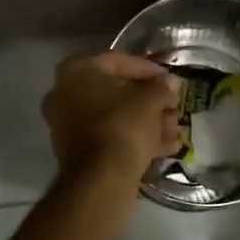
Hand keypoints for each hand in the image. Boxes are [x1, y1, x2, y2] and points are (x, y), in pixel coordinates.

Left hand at [43, 51, 182, 179]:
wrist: (100, 179)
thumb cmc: (123, 126)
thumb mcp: (150, 101)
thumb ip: (161, 87)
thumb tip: (169, 83)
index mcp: (77, 71)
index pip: (119, 61)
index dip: (149, 69)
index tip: (170, 79)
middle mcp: (65, 93)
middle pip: (116, 91)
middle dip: (149, 100)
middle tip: (173, 106)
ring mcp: (68, 123)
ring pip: (114, 116)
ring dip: (146, 120)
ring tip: (174, 129)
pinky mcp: (76, 150)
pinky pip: (109, 135)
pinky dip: (134, 138)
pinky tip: (164, 146)